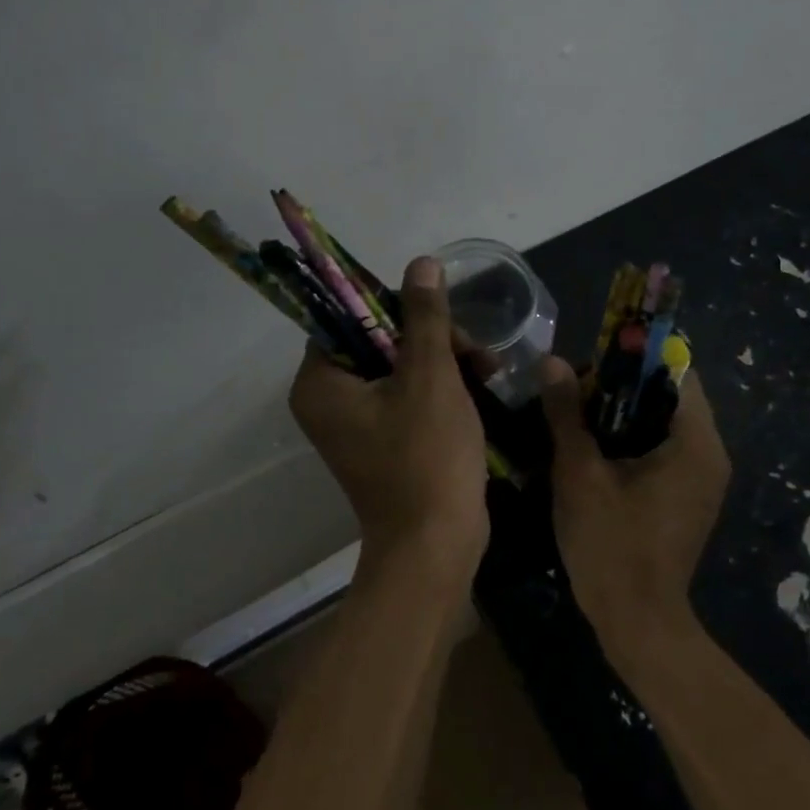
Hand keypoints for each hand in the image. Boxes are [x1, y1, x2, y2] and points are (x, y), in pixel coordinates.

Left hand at [289, 257, 489, 589]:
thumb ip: (425, 316)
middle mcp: (329, 399)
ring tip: (488, 367)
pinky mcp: (385, 439)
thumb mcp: (431, 377)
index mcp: (321, 382)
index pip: (348, 317)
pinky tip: (482, 383)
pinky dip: (442, 386)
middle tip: (473, 349)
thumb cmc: (427, 457)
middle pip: (379, 339)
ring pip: (401, 365)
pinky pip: (408, 395)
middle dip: (431, 337)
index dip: (394, 306)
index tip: (436, 314)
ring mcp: (357, 423)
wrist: (436, 546)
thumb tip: (421, 263)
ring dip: (444, 359)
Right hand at [539, 356, 730, 655]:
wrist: (637, 623)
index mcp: (696, 442)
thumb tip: (552, 361)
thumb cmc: (611, 544)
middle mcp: (710, 454)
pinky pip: (661, 450)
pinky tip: (591, 450)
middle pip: (668, 395)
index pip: (676, 371)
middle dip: (620, 387)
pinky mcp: (687, 498)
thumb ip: (567, 412)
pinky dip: (629, 441)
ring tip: (575, 418)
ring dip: (621, 414)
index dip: (633, 358)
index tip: (591, 363)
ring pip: (662, 423)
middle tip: (574, 392)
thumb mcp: (580, 472)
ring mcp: (701, 479)